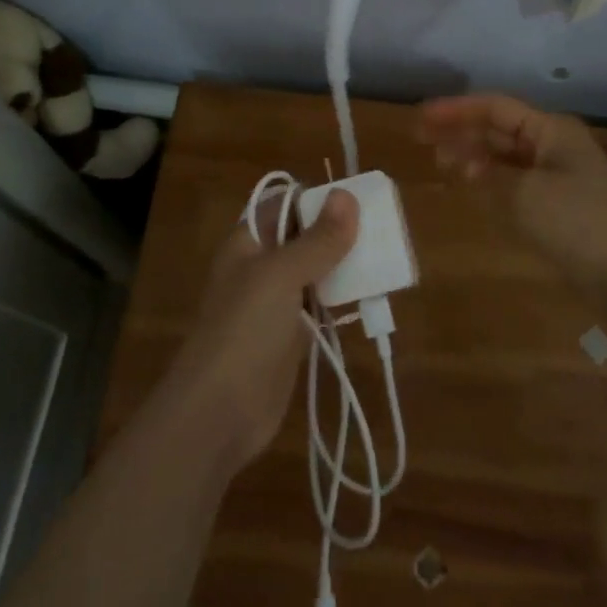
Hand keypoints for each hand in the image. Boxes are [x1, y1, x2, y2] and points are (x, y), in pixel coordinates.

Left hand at [163, 188, 359, 471]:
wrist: (220, 411)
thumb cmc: (246, 330)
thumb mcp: (282, 275)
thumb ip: (318, 239)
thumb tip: (346, 195)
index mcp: (249, 242)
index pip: (284, 204)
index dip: (318, 198)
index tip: (359, 198)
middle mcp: (261, 266)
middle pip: (304, 236)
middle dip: (339, 231)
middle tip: (384, 227)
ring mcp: (276, 303)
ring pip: (316, 271)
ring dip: (346, 264)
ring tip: (386, 255)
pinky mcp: (291, 336)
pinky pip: (322, 306)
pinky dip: (344, 299)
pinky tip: (371, 294)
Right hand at [418, 93, 606, 288]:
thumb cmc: (577, 220)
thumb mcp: (525, 192)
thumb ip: (490, 174)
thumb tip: (469, 164)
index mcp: (550, 131)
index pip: (495, 108)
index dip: (456, 110)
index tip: (420, 117)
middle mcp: (553, 146)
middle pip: (499, 130)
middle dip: (461, 131)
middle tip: (421, 139)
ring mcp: (558, 177)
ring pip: (506, 157)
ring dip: (474, 156)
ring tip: (440, 161)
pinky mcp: (559, 207)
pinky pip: (516, 183)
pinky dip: (491, 181)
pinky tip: (472, 185)